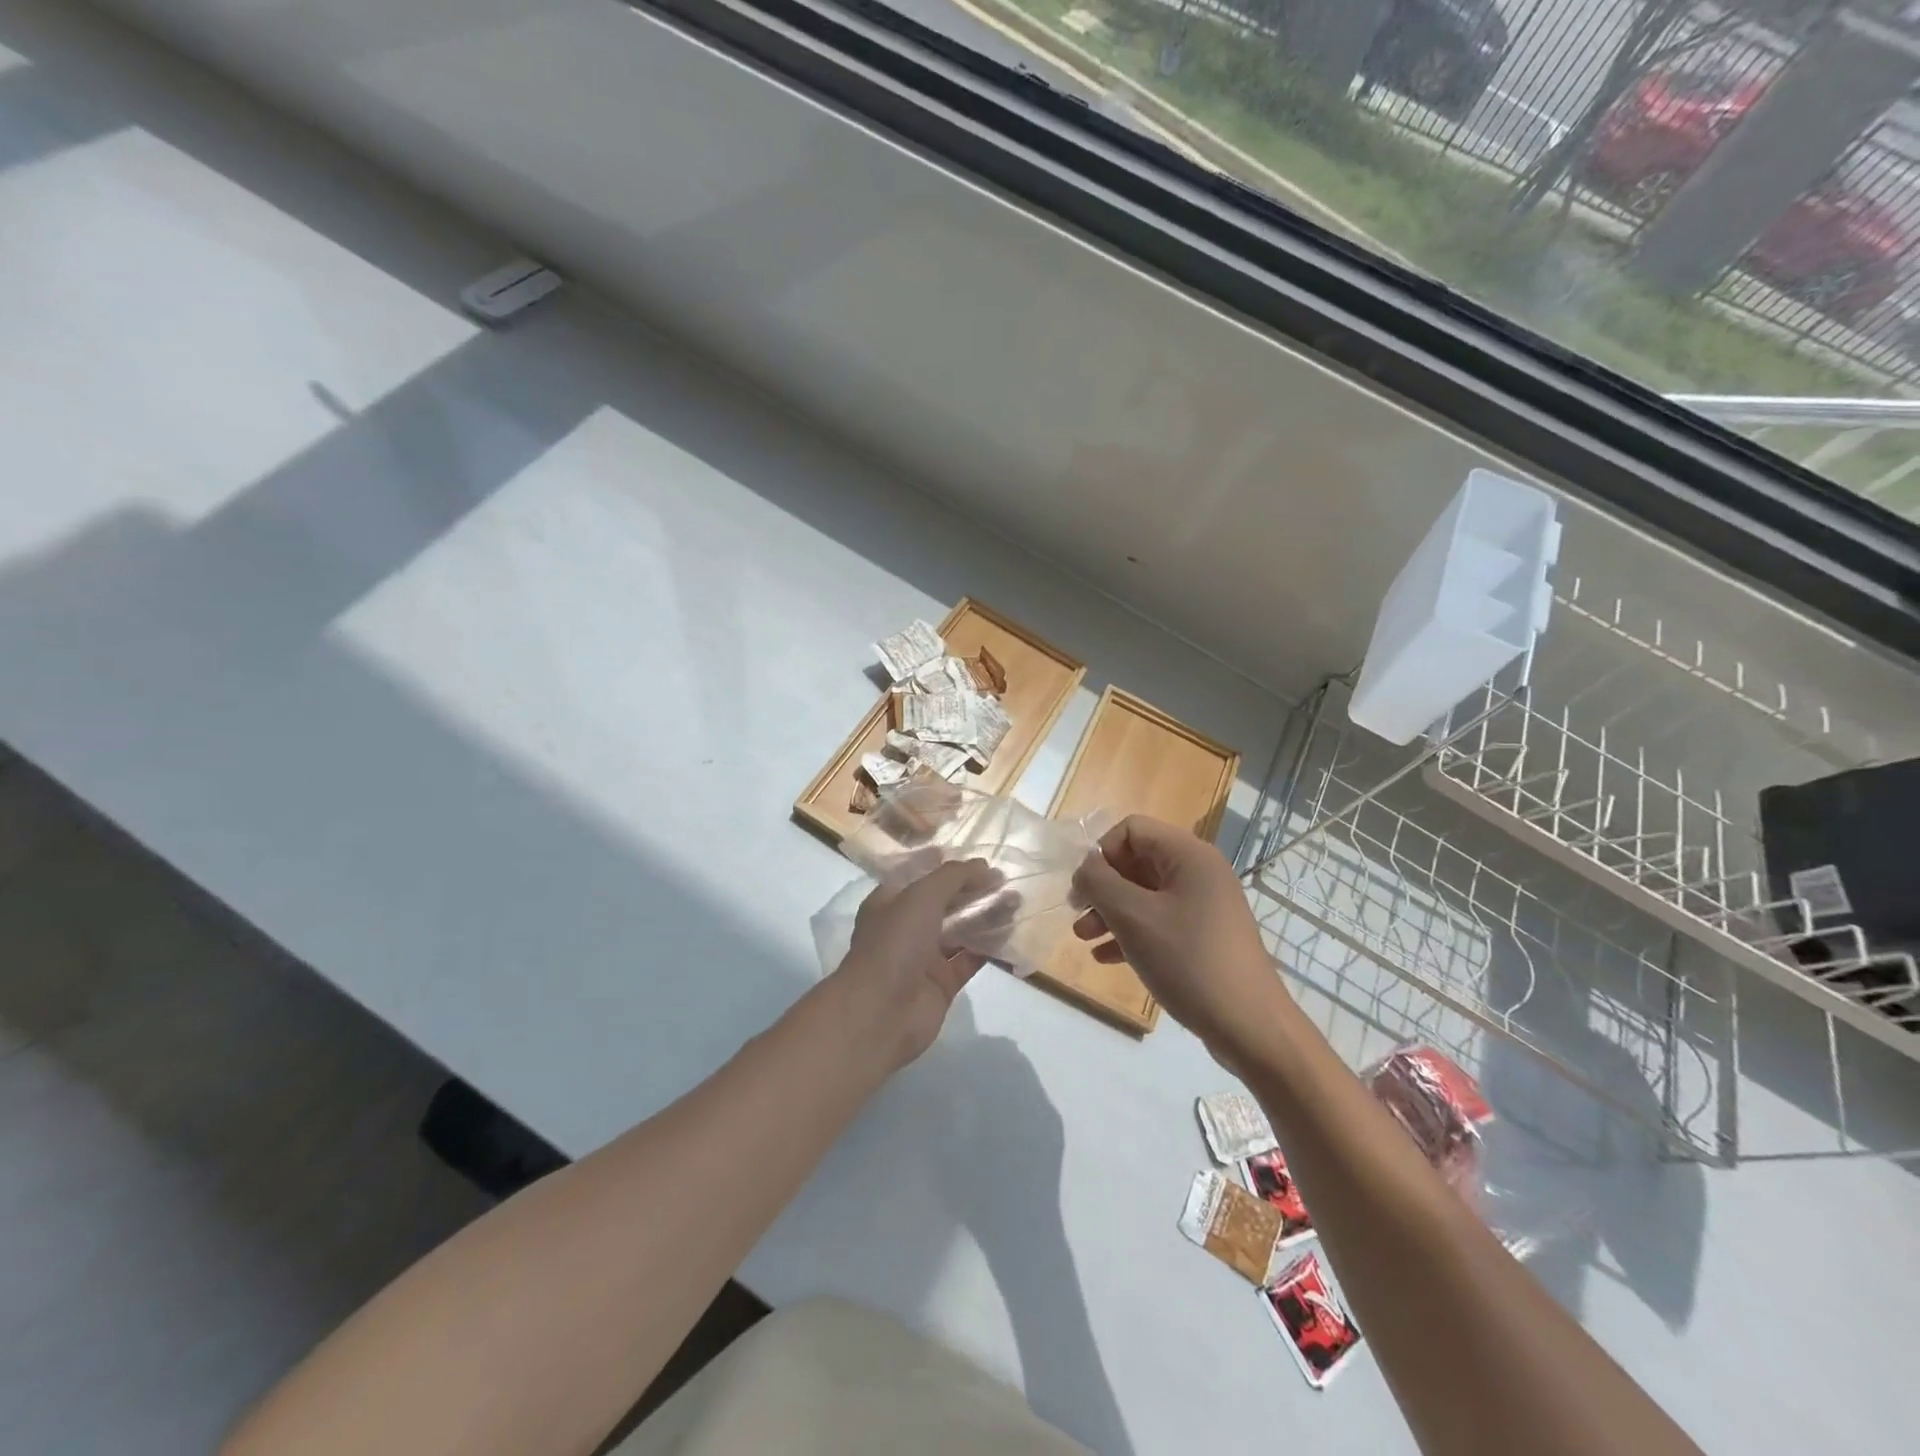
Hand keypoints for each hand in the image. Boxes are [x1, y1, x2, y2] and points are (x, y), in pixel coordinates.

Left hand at [831, 858, 1001, 1070]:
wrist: (882, 1013)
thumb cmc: (895, 943)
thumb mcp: (921, 896)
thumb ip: (954, 877)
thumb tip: (985, 867)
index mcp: (890, 901)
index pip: (920, 874)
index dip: (947, 864)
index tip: (978, 857)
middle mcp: (906, 926)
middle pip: (944, 901)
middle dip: (973, 889)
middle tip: (1006, 879)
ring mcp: (924, 956)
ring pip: (960, 929)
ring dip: (986, 915)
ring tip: (1016, 900)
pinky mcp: (943, 983)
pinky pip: (970, 958)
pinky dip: (989, 946)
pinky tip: (1012, 932)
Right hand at [1071, 816, 1289, 1065]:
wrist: (1249, 1026)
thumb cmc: (1188, 960)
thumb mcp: (1133, 917)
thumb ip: (1099, 882)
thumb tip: (1086, 867)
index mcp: (1189, 855)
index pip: (1132, 829)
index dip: (1102, 852)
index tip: (1084, 888)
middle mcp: (1199, 872)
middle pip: (1137, 861)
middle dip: (1102, 887)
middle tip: (1077, 914)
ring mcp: (1204, 906)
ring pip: (1145, 894)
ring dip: (1111, 911)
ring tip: (1084, 938)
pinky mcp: (1204, 937)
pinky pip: (1159, 921)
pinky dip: (1131, 933)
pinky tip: (1106, 957)